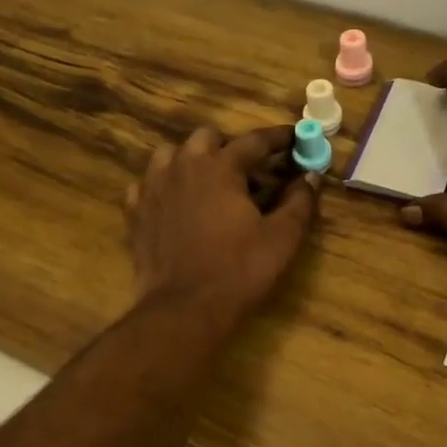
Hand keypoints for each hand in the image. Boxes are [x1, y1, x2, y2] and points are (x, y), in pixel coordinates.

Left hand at [126, 125, 318, 326]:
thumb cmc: (239, 271)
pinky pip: (147, 184)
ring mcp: (153, 186)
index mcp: (220, 167)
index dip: (278, 138)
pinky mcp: (135, 211)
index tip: (293, 137)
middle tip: (247, 170)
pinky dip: (163, 186)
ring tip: (207, 182)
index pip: (254, 140)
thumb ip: (299, 202)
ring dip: (192, 160)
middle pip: (207, 137)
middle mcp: (183, 166)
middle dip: (229, 147)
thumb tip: (311, 177)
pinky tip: (174, 203)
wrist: (184, 308)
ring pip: (171, 155)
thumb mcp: (281, 238)